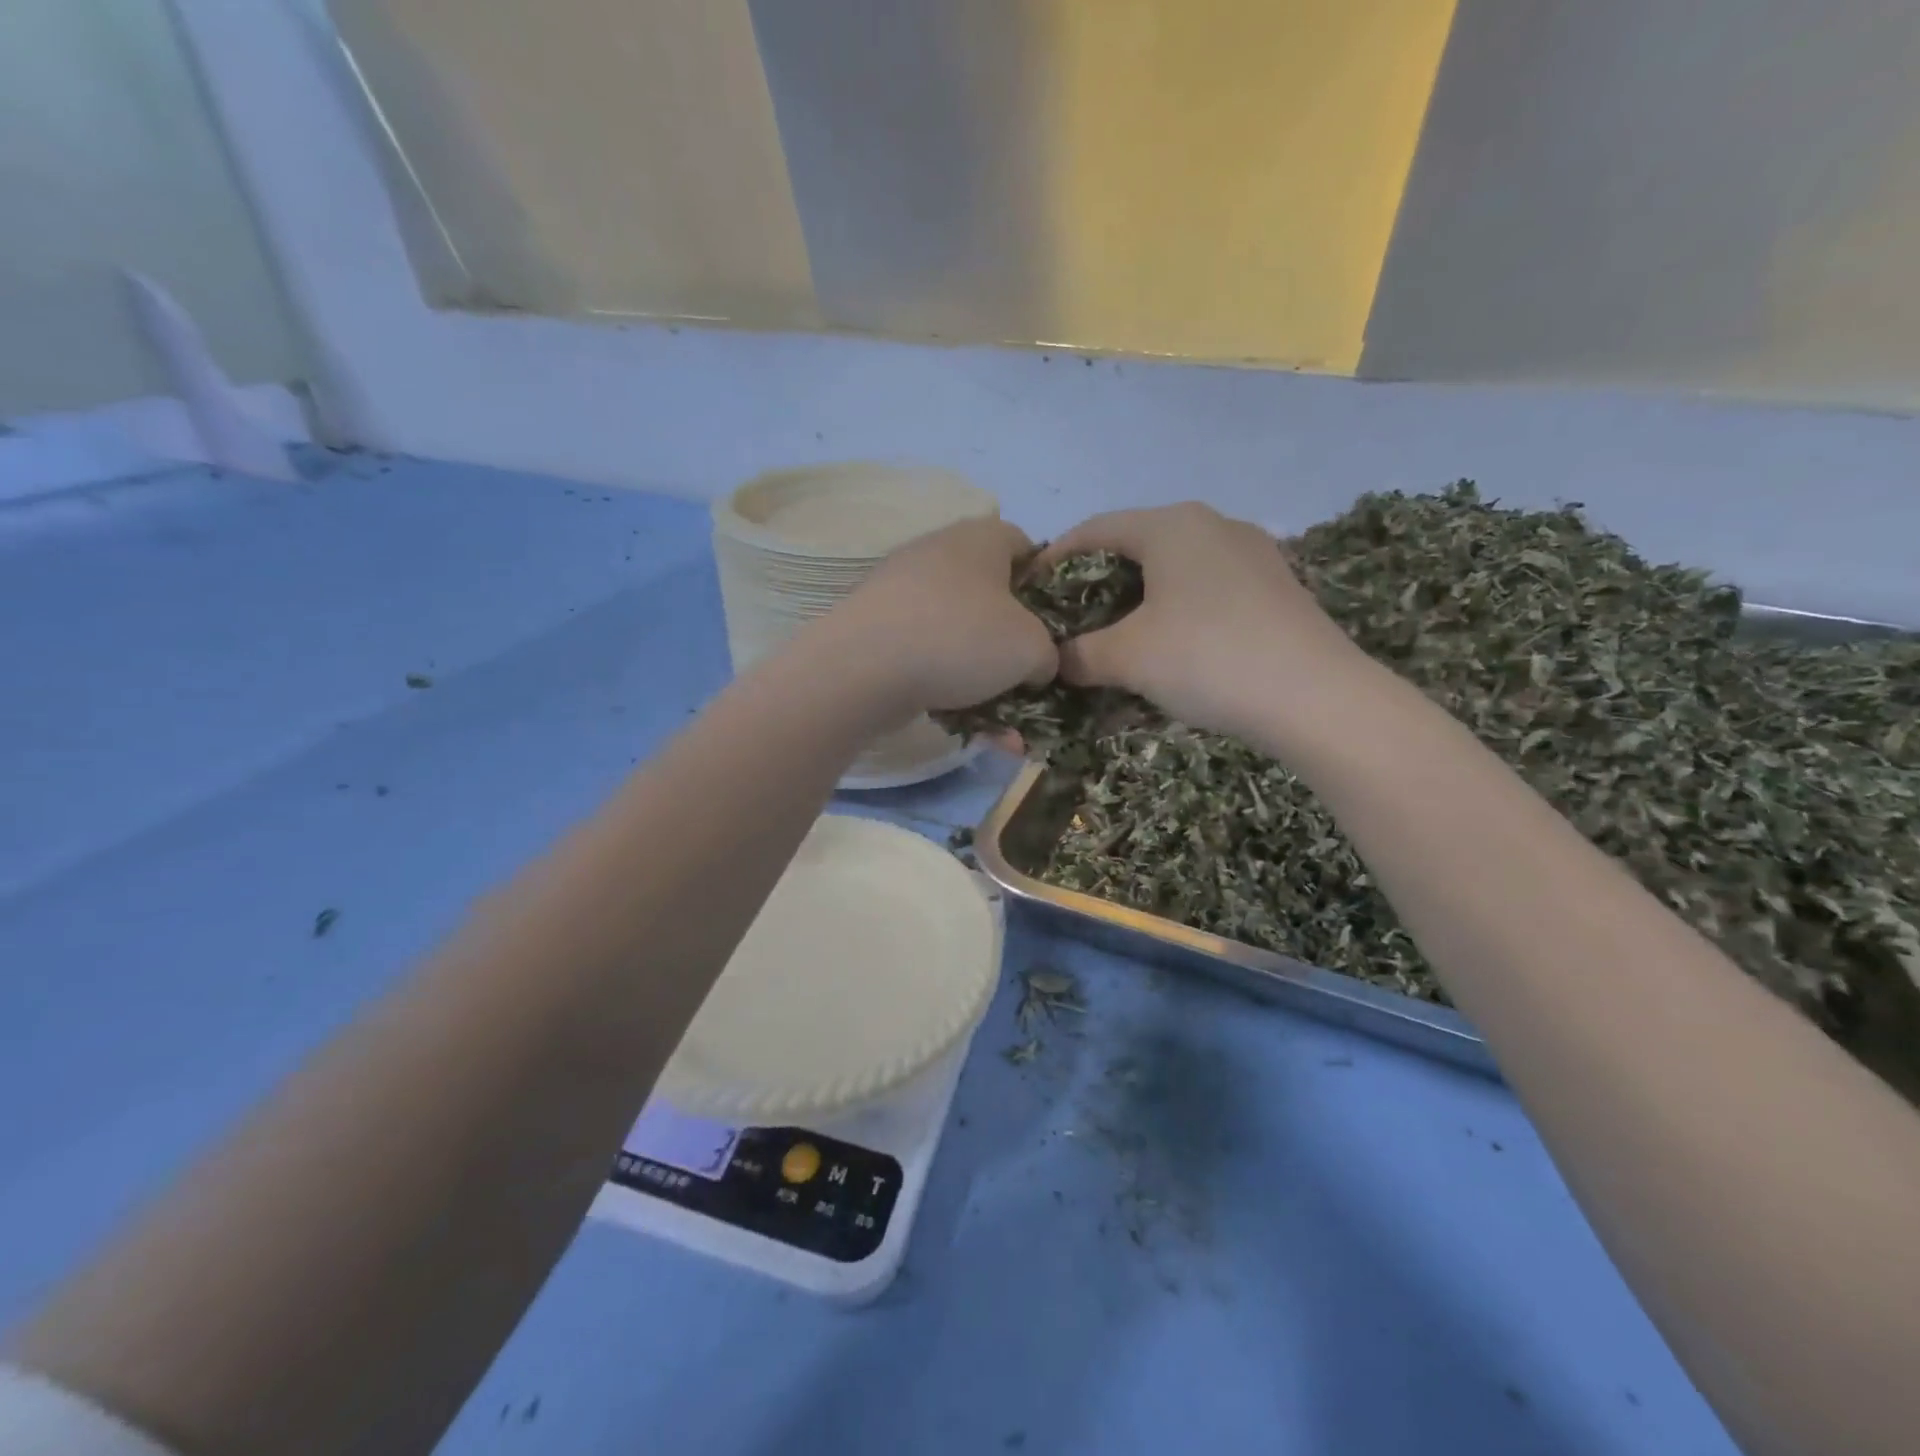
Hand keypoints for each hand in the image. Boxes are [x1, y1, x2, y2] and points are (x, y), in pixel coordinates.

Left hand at [829, 517, 1057, 717]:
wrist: (861, 669)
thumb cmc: (960, 639)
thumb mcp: (1032, 647)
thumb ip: (1049, 653)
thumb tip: (1036, 664)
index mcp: (981, 537)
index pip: (1027, 546)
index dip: (1048, 584)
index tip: (1056, 626)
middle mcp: (939, 553)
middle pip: (992, 595)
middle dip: (1013, 641)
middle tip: (1029, 677)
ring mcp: (902, 592)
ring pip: (960, 634)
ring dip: (984, 677)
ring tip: (1004, 724)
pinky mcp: (878, 630)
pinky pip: (928, 656)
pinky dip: (949, 687)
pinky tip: (967, 726)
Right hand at [1032, 503, 1370, 740]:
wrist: (1317, 698)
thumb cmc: (1207, 659)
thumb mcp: (1128, 658)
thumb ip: (1080, 654)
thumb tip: (1057, 660)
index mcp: (1170, 526)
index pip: (1094, 530)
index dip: (1055, 559)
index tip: (1030, 590)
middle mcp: (1212, 525)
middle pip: (1136, 547)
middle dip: (1097, 583)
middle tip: (1071, 619)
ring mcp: (1251, 554)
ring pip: (1174, 570)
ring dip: (1138, 601)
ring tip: (1118, 636)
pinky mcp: (1274, 587)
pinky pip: (1207, 590)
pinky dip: (1176, 612)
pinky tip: (1172, 647)